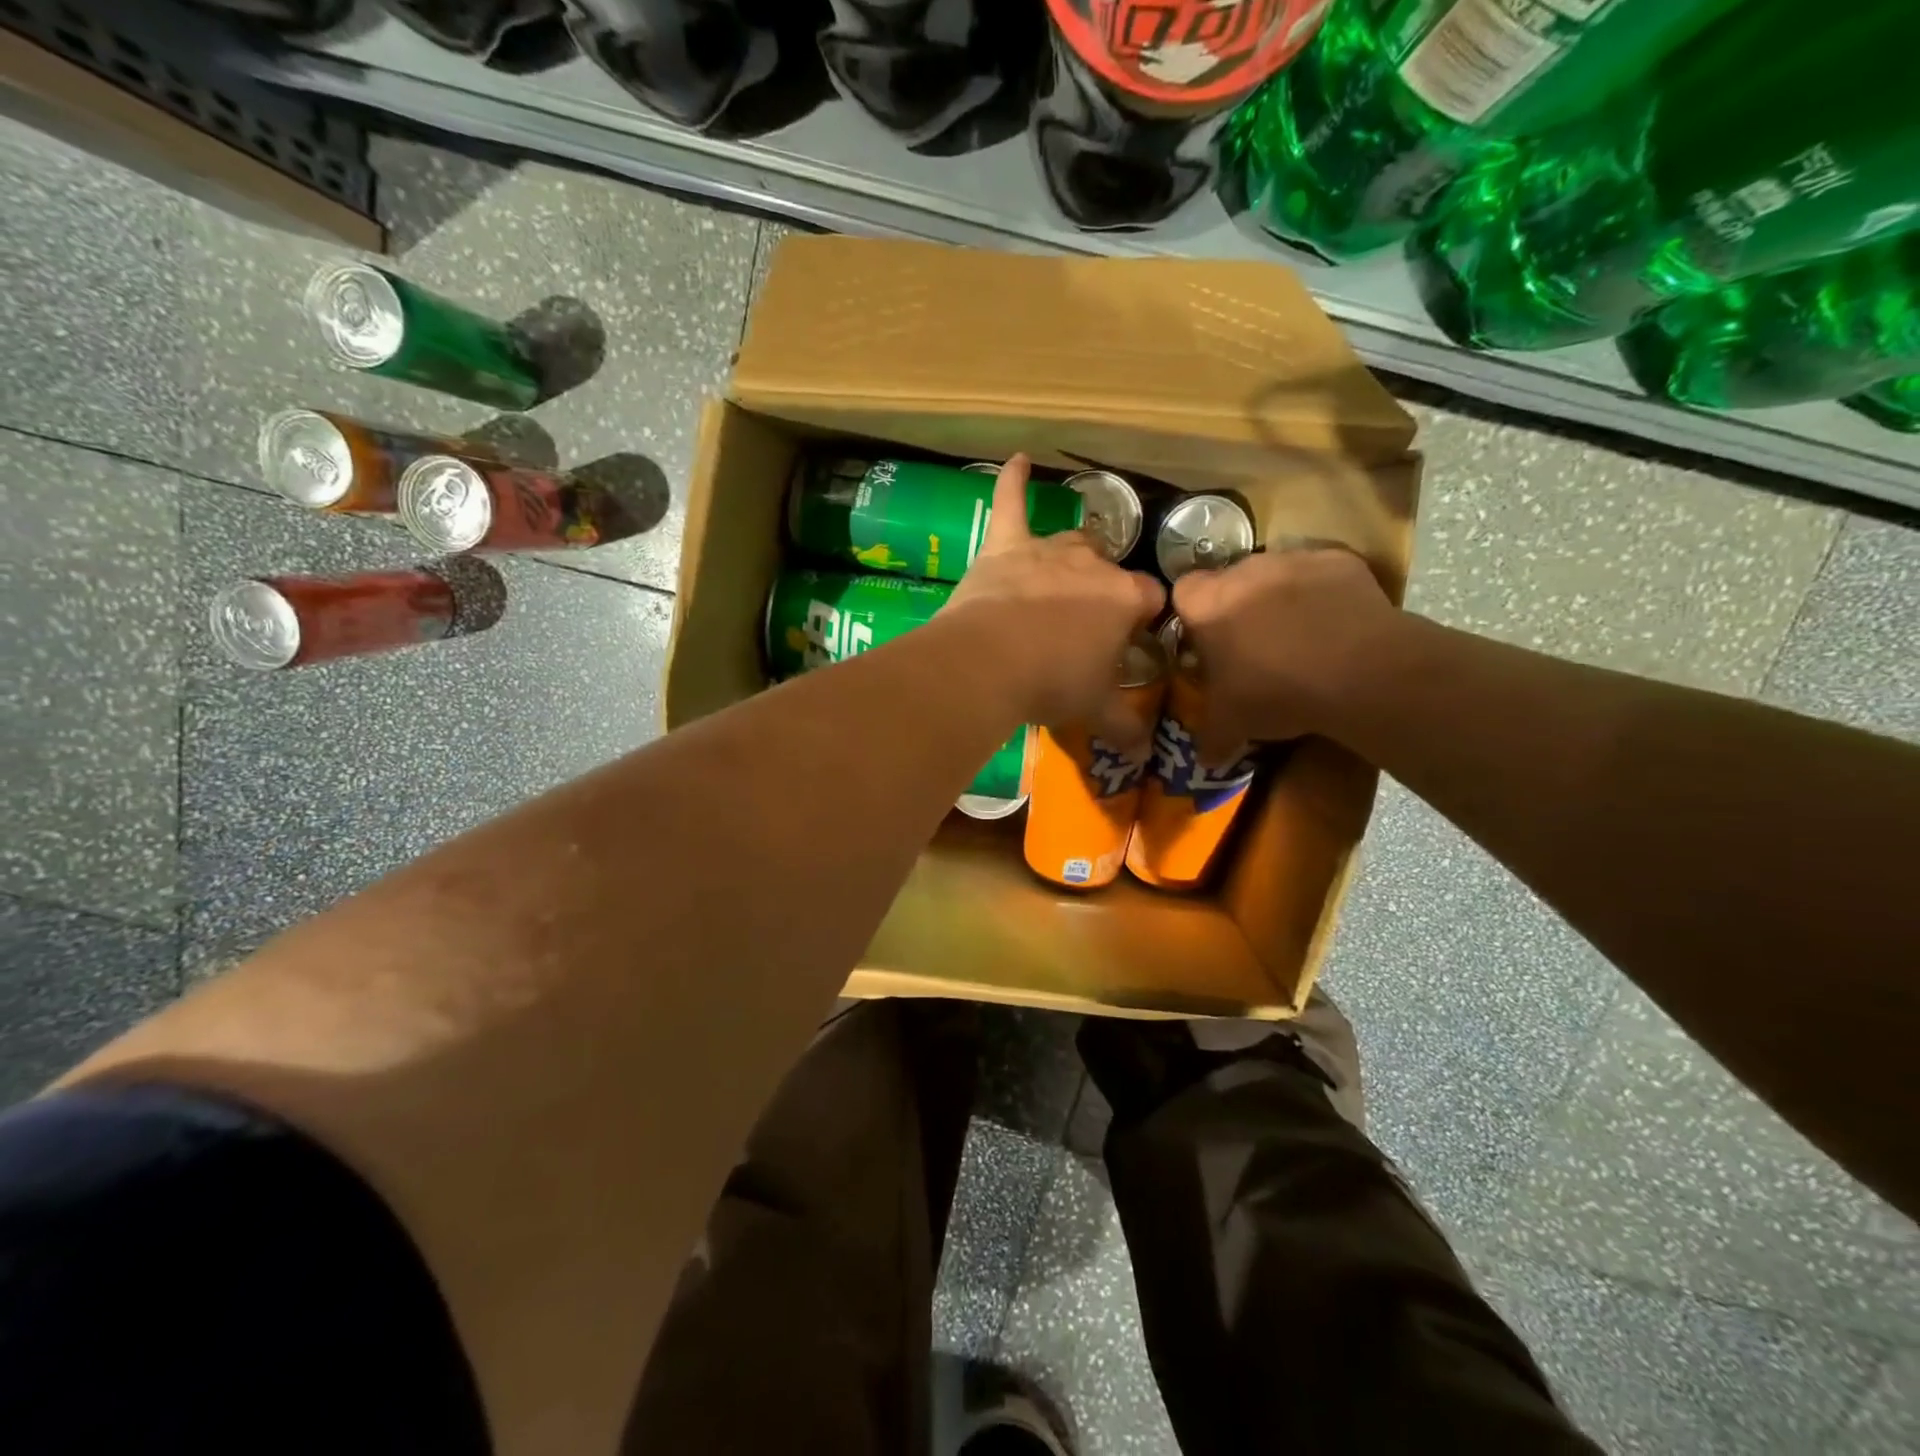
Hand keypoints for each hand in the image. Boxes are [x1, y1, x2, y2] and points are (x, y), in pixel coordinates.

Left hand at [941, 454, 1164, 727]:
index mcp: (1123, 598)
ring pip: (1070, 542)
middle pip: (1108, 567)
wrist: (989, 663)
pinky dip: (1012, 483)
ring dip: (1072, 557)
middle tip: (1085, 624)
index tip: (1132, 640)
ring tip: (1065, 576)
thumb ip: (1123, 726)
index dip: (1143, 618)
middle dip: (1103, 589)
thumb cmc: (1052, 683)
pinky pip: (1010, 505)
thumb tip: (1145, 754)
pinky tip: (1017, 458)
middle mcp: (1091, 564)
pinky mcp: (1005, 547)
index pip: (1150, 598)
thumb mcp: (1093, 709)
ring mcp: (1047, 551)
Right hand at [1171, 546, 1398, 748]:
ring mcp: (1294, 560)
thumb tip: (1204, 759)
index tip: (1208, 642)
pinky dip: (1324, 595)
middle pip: (1231, 581)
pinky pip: (1321, 575)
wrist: (1360, 672)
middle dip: (1238, 607)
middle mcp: (1244, 570)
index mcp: (1207, 604)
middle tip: (1253, 647)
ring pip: (1276, 575)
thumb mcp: (1231, 724)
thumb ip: (1210, 737)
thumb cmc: (1276, 692)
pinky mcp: (1340, 560)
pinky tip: (1336, 627)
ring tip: (1300, 639)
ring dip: (1280, 599)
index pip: (1183, 592)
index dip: (1194, 616)